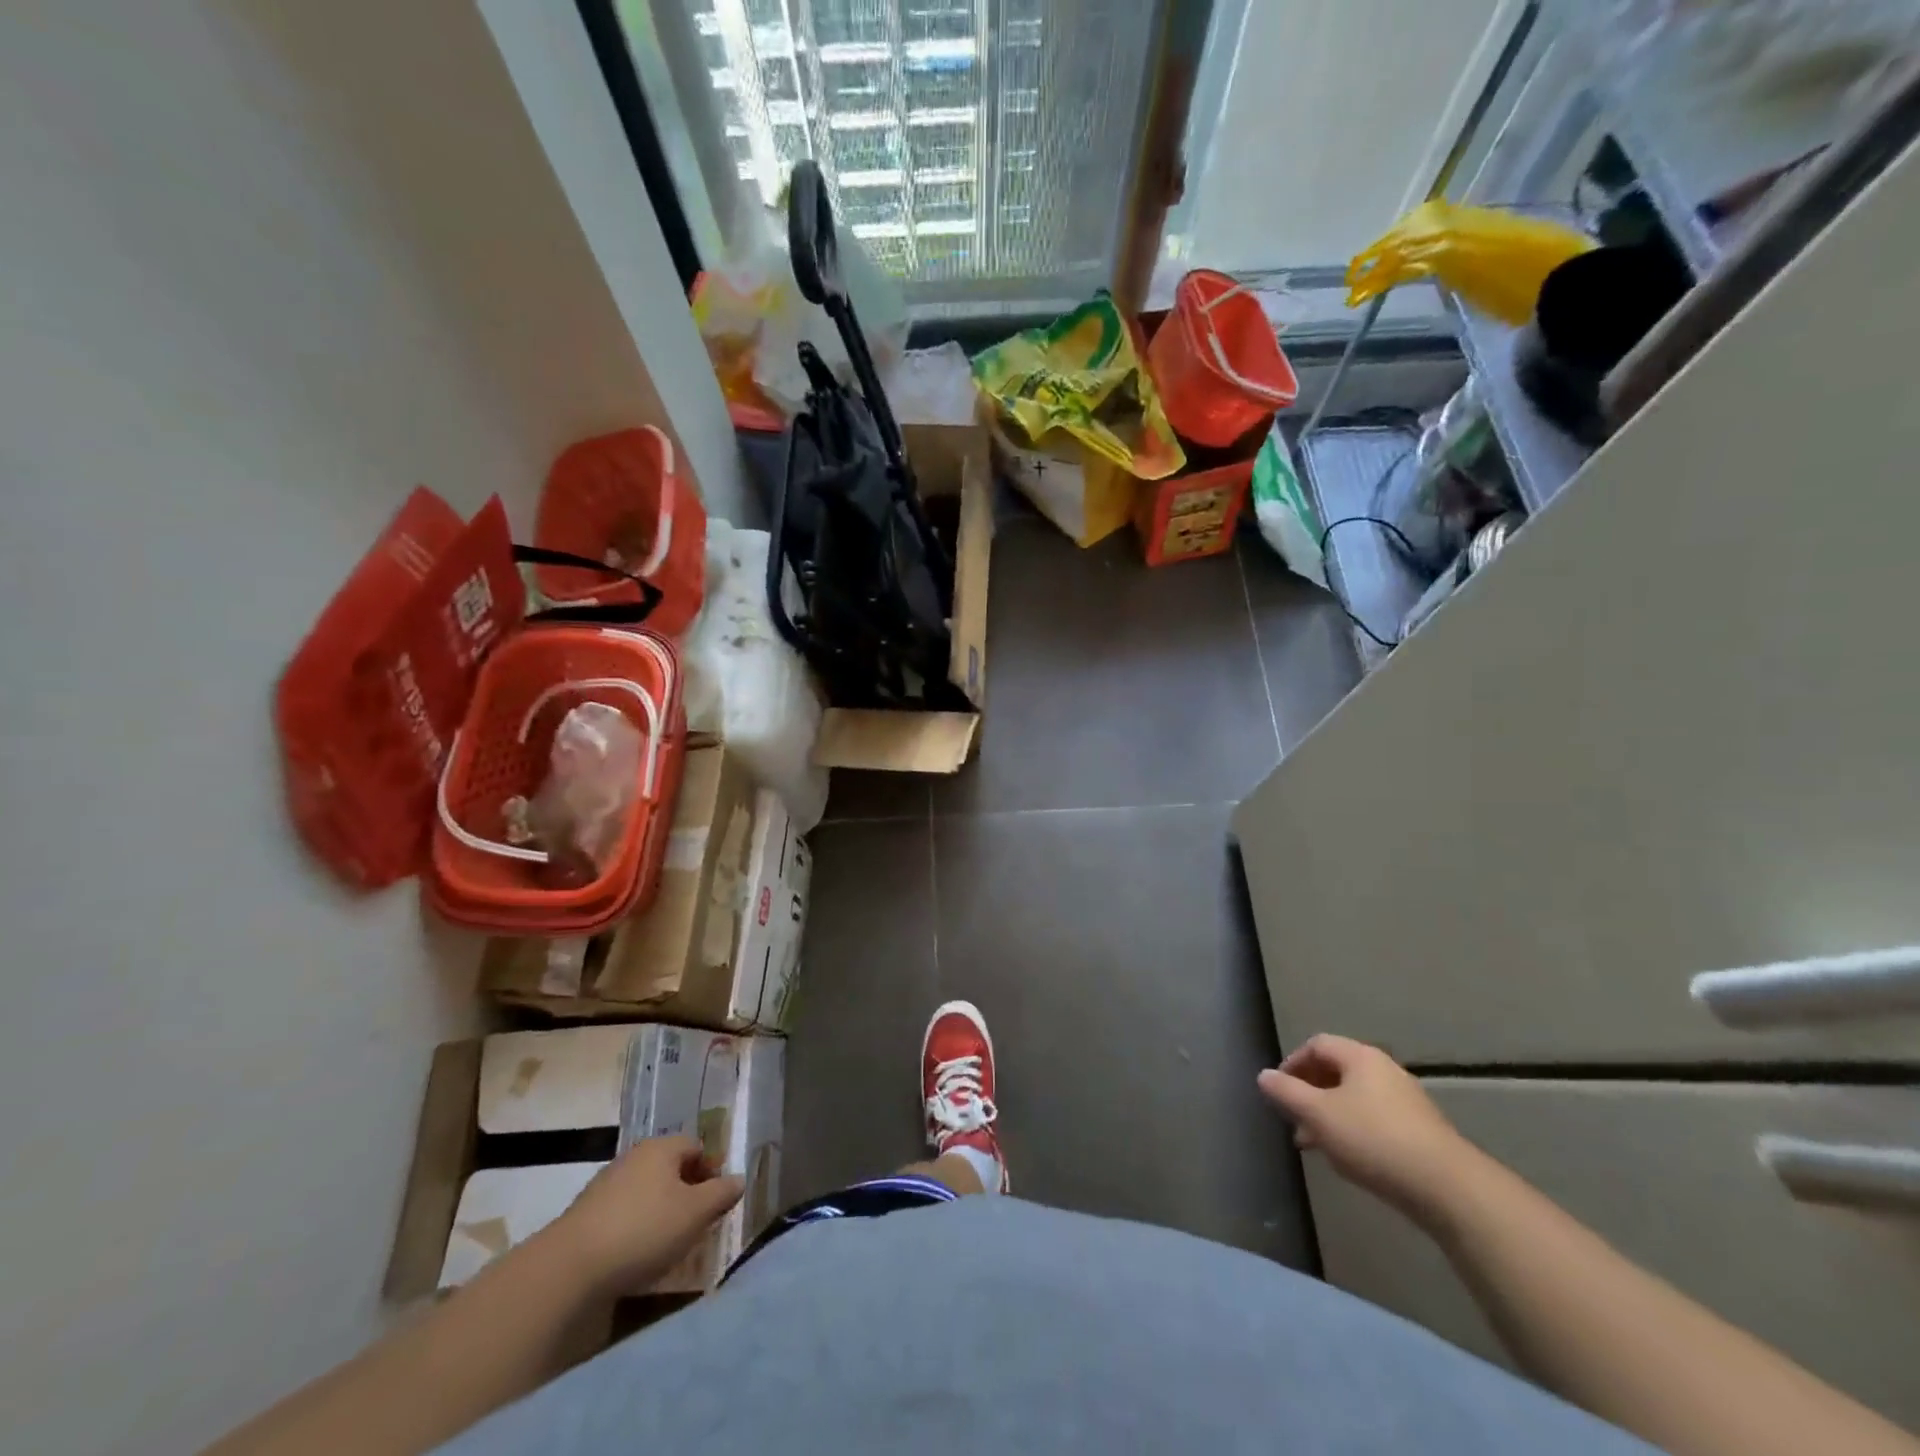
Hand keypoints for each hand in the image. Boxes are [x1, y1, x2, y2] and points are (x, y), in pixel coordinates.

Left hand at [549, 1135, 744, 1292]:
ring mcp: (606, 1185)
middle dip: (687, 1193)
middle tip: (697, 1223)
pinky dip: (636, 1228)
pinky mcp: (586, 1215)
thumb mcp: (695, 1213)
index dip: (712, 1171)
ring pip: (646, 1192)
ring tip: (669, 1244)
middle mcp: (634, 1157)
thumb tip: (739, 1179)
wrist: (569, 1268)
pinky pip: (623, 1214)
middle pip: (670, 1169)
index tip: (717, 1201)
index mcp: (662, 1147)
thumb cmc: (644, 1230)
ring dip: (661, 1212)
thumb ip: (721, 1193)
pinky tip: (636, 1255)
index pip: (697, 1147)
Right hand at [1258, 1034, 1479, 1222]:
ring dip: (1329, 1115)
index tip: (1278, 1090)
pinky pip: (1375, 1120)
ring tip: (1314, 1144)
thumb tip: (1263, 1075)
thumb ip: (1287, 1092)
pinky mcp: (1420, 1132)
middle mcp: (1385, 1070)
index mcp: (1360, 1057)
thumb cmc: (1374, 1140)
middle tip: (1293, 1118)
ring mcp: (1406, 1101)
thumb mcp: (1318, 1115)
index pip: (1317, 1045)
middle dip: (1309, 1093)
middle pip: (1337, 1071)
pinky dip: (1354, 1131)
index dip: (1292, 1063)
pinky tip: (1349, 1159)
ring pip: (1355, 1099)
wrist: (1448, 1188)